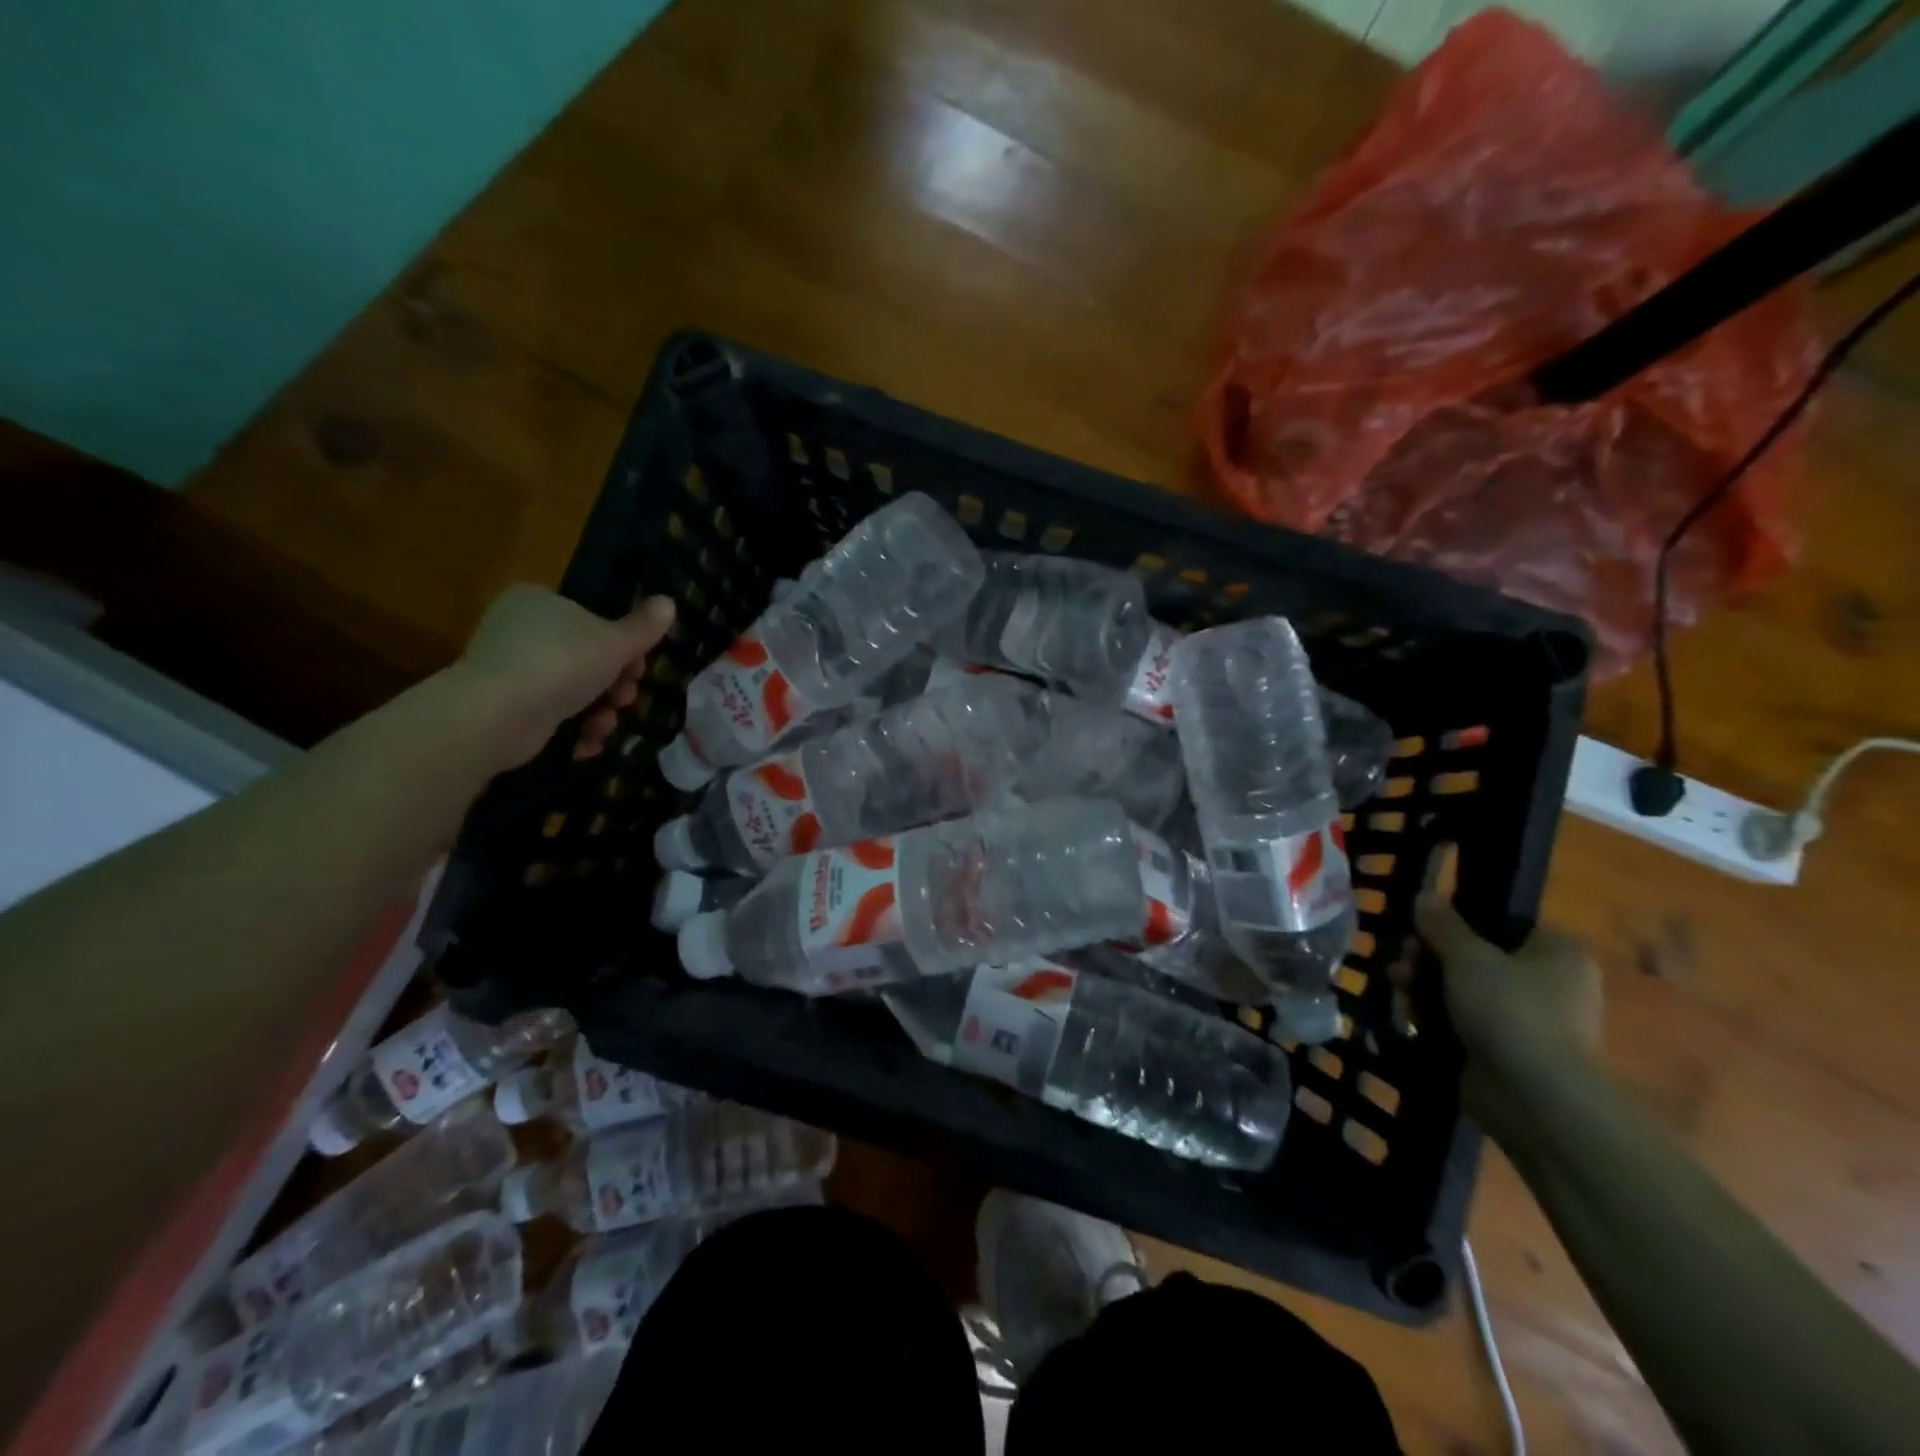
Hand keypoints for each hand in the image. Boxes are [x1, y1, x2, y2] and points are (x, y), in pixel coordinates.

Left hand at [450, 584, 676, 768]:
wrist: (498, 715)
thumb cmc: (561, 663)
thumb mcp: (615, 642)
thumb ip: (644, 626)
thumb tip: (669, 602)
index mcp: (539, 601)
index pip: (592, 620)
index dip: (624, 647)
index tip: (639, 668)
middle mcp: (519, 630)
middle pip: (587, 658)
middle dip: (615, 685)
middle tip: (626, 698)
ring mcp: (510, 669)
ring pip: (574, 690)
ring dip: (600, 711)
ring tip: (605, 724)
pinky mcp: (505, 706)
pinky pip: (552, 714)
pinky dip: (573, 729)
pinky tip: (585, 742)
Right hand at [1415, 896, 1601, 1130]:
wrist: (1534, 1097)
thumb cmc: (1510, 1009)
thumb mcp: (1467, 954)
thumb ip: (1441, 923)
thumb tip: (1424, 895)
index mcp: (1557, 951)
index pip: (1500, 922)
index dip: (1455, 922)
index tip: (1420, 927)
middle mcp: (1549, 983)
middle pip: (1474, 956)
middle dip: (1428, 956)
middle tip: (1401, 958)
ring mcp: (1528, 1020)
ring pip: (1462, 990)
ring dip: (1424, 984)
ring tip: (1396, 986)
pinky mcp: (1505, 1052)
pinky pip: (1462, 1022)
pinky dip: (1434, 1017)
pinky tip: (1408, 1015)